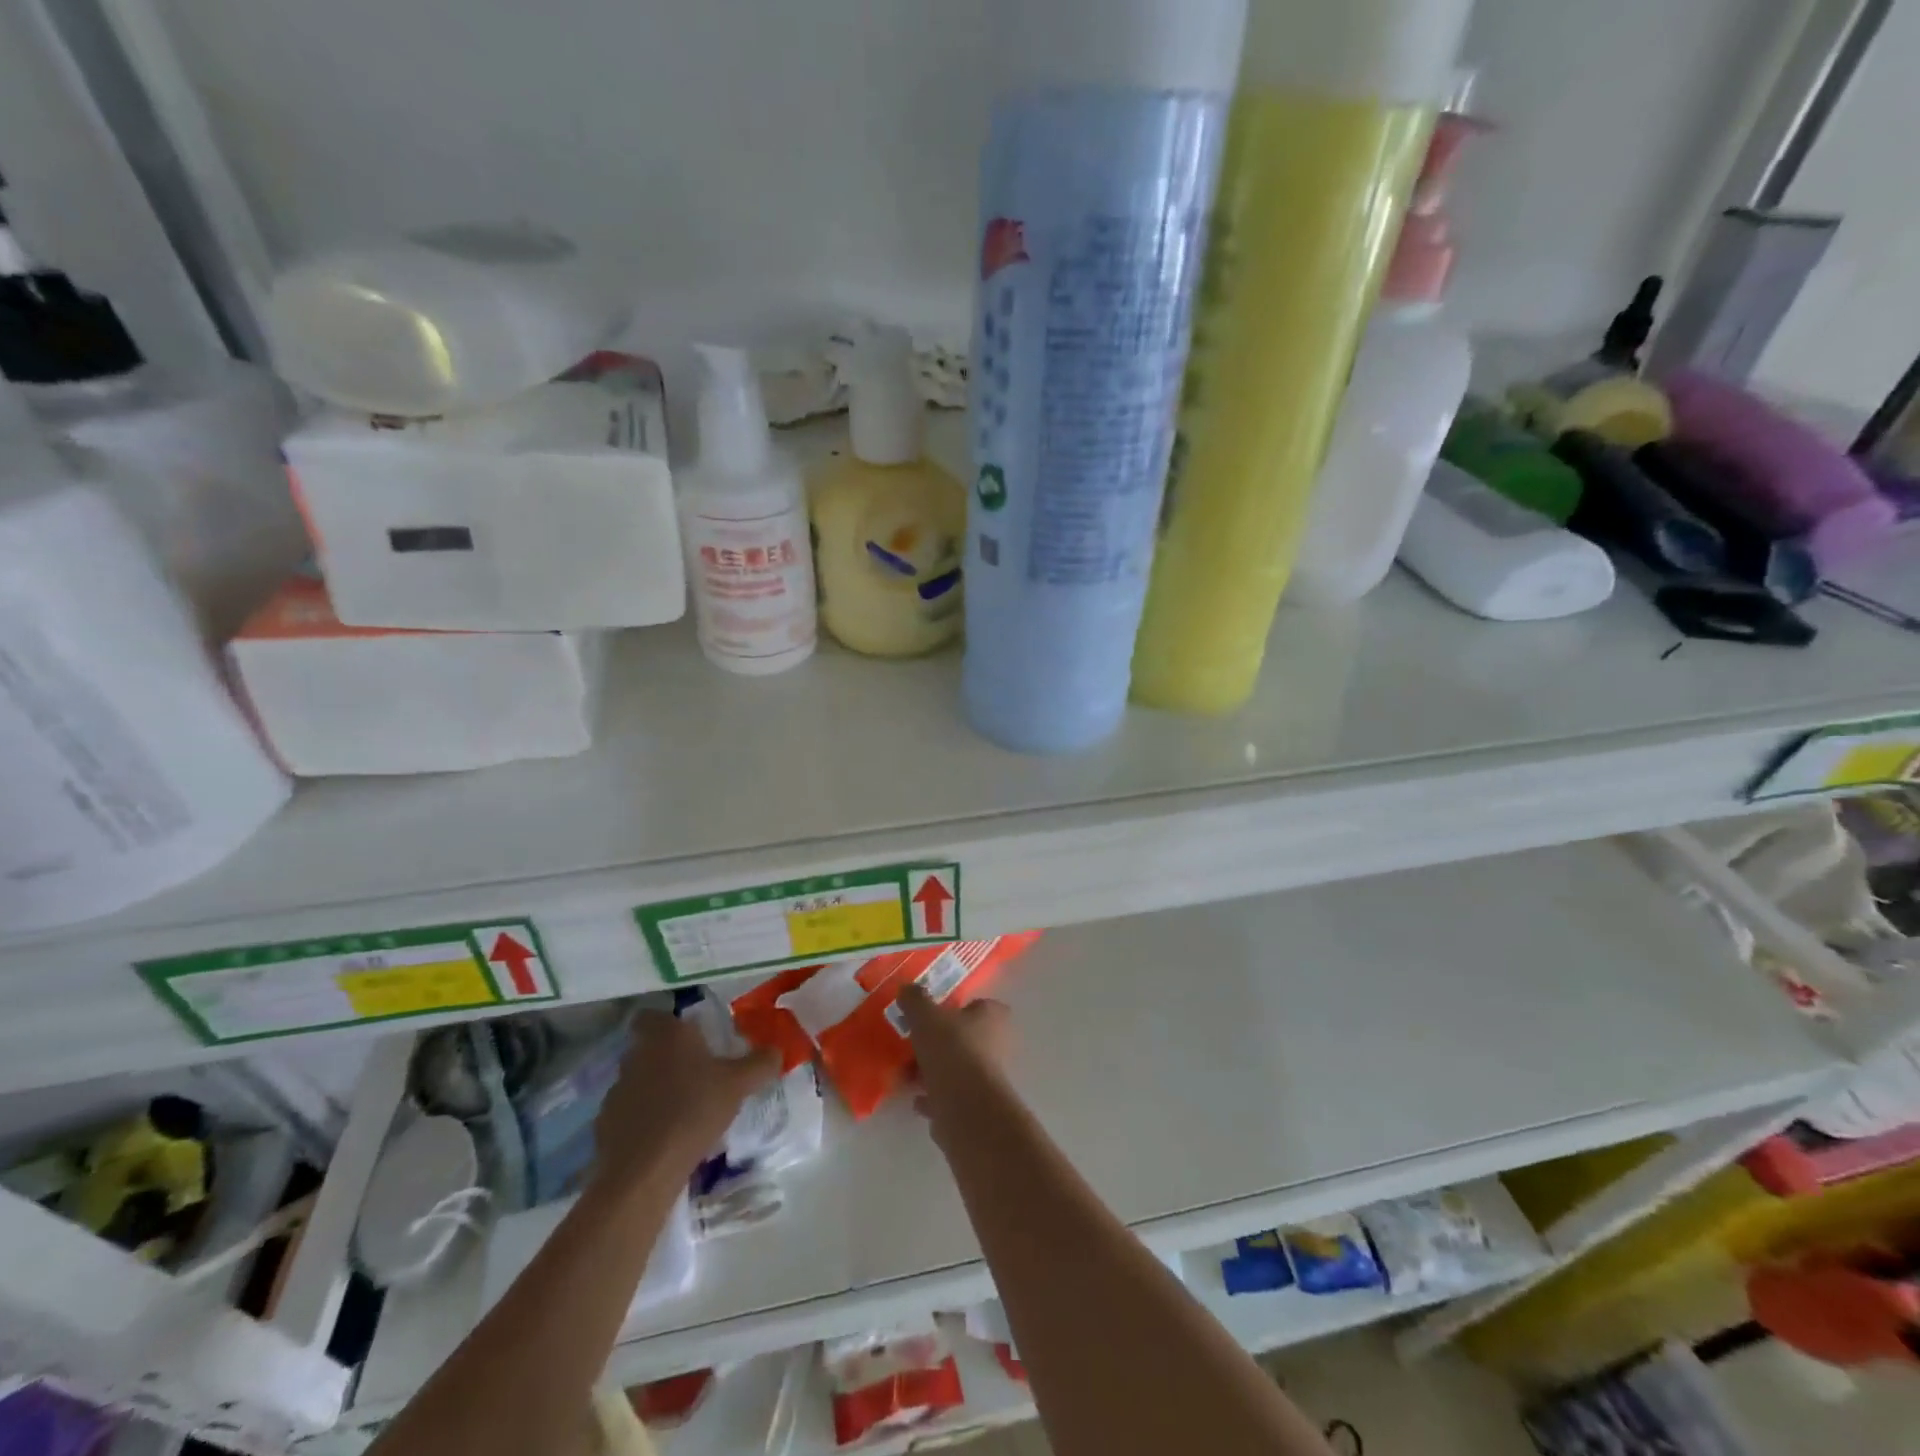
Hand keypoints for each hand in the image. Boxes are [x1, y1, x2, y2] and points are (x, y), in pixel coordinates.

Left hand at [589, 1011, 780, 1194]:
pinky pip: (629, 1112)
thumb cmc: (694, 1111)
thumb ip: (760, 1063)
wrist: (644, 1171)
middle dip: (668, 1057)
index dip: (669, 1023)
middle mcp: (637, 1054)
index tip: (690, 1036)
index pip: (654, 1014)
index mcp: (667, 1035)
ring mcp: (617, 1090)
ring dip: (656, 1088)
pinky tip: (664, 1136)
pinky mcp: (605, 1124)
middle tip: (697, 1072)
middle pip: (649, 1047)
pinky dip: (643, 1118)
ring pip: (639, 1079)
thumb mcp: (739, 1085)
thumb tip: (776, 1049)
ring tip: (683, 1108)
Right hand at [897, 987, 1013, 1116]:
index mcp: (992, 1017)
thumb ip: (915, 1000)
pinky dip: (933, 1097)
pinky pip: (950, 1096)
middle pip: (964, 1038)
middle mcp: (996, 1045)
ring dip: (931, 1071)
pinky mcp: (975, 1105)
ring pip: (955, 1067)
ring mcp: (987, 1077)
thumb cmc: (951, 1049)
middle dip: (938, 1042)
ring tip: (905, 1074)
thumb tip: (906, 987)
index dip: (959, 1008)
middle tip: (913, 1043)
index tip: (934, 1013)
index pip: (981, 1005)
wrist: (965, 1106)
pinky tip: (915, 1099)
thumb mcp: (926, 1016)